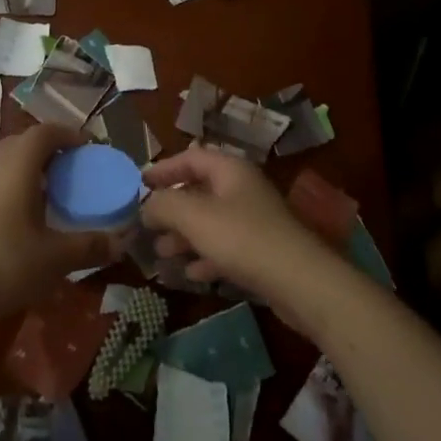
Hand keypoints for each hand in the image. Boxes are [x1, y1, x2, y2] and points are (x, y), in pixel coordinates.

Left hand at [0, 125, 121, 321]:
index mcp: (17, 166)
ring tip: (47, 196)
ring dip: (26, 170)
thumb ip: (89, 247)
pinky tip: (18, 221)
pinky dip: (9, 190)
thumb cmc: (4, 264)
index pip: (44, 132)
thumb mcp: (55, 259)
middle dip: (47, 150)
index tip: (87, 147)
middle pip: (21, 143)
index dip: (68, 134)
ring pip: (3, 164)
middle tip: (69, 170)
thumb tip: (121, 242)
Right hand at [140, 147, 330, 306]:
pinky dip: (205, 256)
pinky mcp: (262, 251)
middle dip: (172, 208)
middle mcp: (243, 189)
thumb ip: (164, 205)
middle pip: (200, 190)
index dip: (164, 168)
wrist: (301, 282)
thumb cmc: (243, 239)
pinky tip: (191, 274)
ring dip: (185, 236)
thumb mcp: (194, 217)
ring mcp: (255, 221)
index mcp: (230, 170)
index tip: (140, 182)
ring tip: (163, 252)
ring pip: (211, 222)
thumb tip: (146, 206)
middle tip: (148, 225)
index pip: (191, 157)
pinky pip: (226, 247)